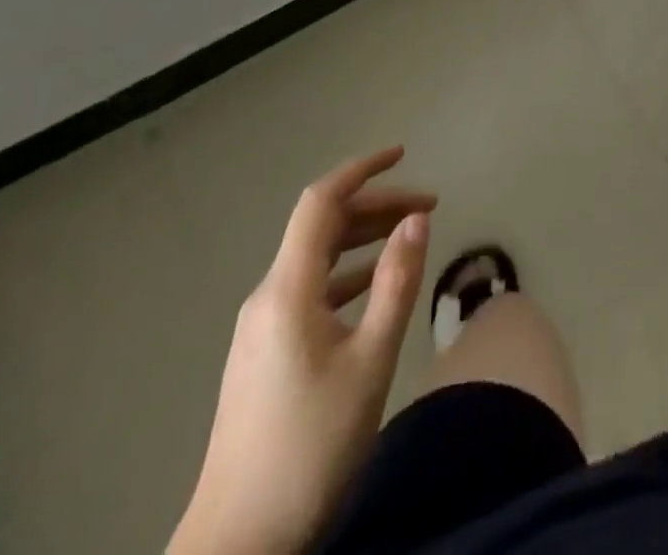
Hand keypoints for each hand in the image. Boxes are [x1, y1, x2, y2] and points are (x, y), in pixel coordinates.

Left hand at [171, 148, 434, 554]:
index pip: (322, 202)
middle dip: (377, 206)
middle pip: (322, 227)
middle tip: (429, 206)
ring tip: (410, 237)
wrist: (237, 545)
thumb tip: (418, 217)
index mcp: (287, 289)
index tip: (403, 152)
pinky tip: (374, 287)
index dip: (362, 169)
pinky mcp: (264, 354)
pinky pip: (310, 289)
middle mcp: (268, 297)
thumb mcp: (370, 361)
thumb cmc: (310, 446)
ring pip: (317, 259)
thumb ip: (396, 282)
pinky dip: (347, 273)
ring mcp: (261, 327)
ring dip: (364, 239)